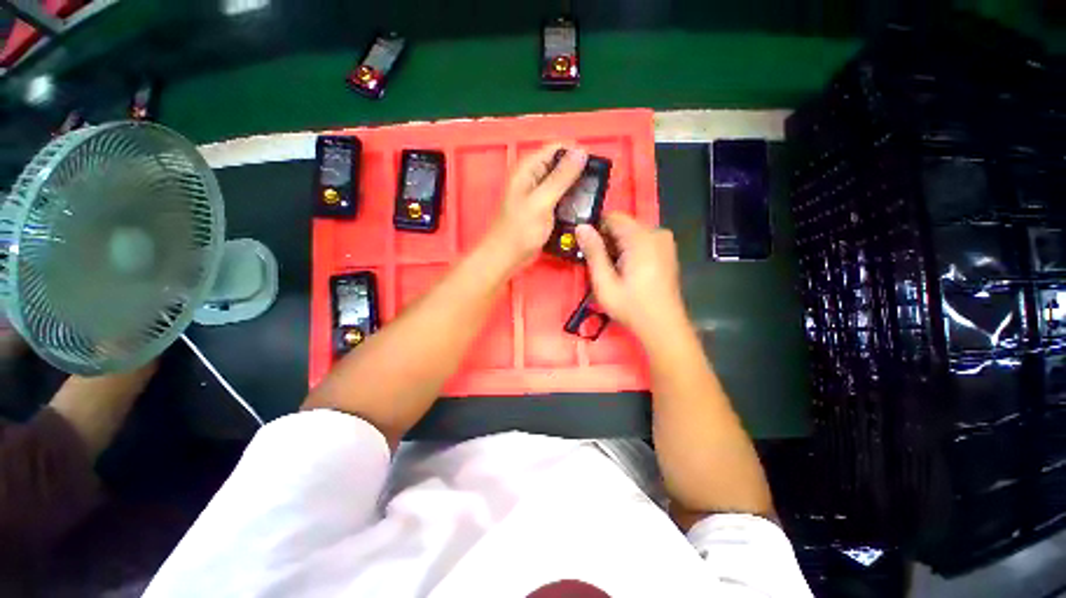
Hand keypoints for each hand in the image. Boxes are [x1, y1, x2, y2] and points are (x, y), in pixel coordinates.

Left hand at [485, 143, 587, 266]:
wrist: (507, 256)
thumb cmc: (521, 230)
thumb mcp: (542, 201)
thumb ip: (561, 177)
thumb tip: (581, 152)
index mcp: (528, 169)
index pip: (556, 148)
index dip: (576, 153)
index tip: (595, 167)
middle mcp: (533, 177)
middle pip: (561, 165)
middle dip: (579, 172)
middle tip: (597, 185)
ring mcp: (538, 194)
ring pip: (562, 183)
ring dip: (576, 188)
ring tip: (593, 197)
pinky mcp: (543, 208)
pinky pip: (560, 198)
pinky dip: (570, 201)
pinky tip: (582, 208)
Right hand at [576, 213, 686, 341]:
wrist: (663, 326)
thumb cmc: (631, 307)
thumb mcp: (605, 282)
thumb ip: (593, 252)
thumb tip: (581, 227)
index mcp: (641, 238)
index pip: (613, 216)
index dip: (596, 229)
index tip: (587, 247)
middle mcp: (657, 233)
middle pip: (623, 224)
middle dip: (607, 239)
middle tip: (599, 264)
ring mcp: (665, 242)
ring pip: (632, 233)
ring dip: (618, 246)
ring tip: (613, 270)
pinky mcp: (667, 251)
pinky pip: (642, 240)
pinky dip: (630, 250)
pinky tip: (627, 270)